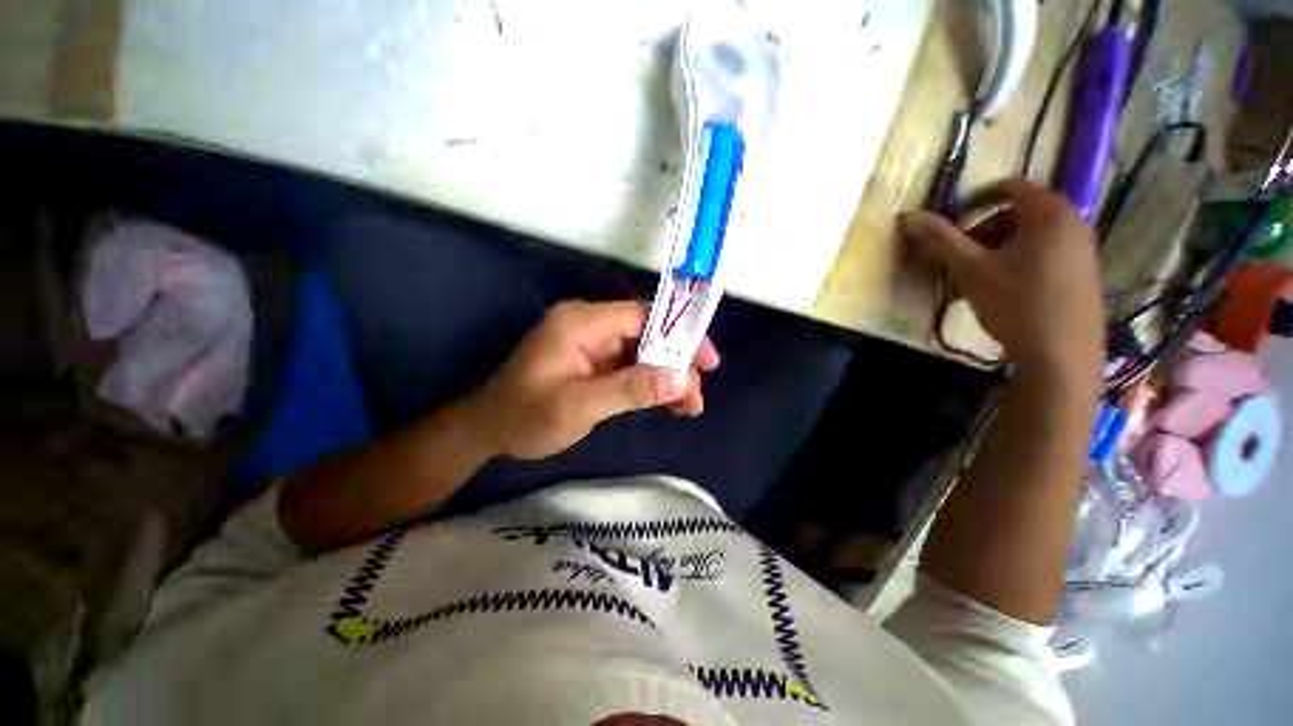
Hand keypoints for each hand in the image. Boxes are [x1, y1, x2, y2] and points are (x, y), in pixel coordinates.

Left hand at [464, 300, 719, 459]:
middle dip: (676, 364)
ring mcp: (591, 342)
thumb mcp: (580, 405)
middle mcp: (589, 324)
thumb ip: (631, 388)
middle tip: (694, 398)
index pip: (643, 316)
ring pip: (642, 350)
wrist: (489, 430)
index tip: (707, 362)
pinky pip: (630, 364)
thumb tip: (681, 378)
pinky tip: (665, 401)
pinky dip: (649, 381)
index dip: (680, 335)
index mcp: (582, 322)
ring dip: (666, 376)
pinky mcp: (592, 360)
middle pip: (647, 334)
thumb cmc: (527, 416)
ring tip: (687, 406)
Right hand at [902, 179, 1103, 386]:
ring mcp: (1083, 248)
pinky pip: (1046, 252)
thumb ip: (941, 239)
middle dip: (984, 229)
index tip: (951, 222)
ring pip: (1032, 235)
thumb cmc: (1016, 303)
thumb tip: (909, 216)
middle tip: (961, 256)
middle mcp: (1073, 222)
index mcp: (1049, 213)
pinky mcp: (1085, 272)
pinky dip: (1019, 260)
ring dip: (999, 247)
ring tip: (978, 277)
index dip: (975, 200)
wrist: (1062, 354)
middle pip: (1020, 212)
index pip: (1010, 187)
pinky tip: (1003, 289)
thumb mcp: (971, 270)